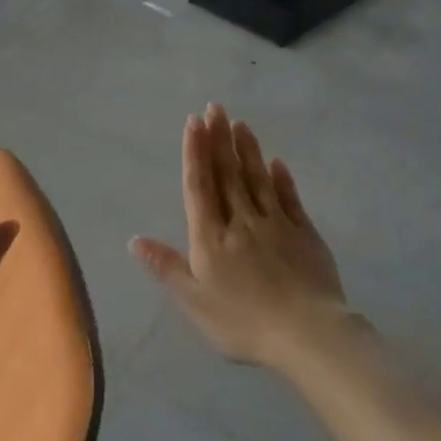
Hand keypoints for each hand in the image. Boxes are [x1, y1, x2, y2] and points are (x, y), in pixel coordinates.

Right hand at [131, 103, 349, 371]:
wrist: (306, 333)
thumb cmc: (242, 321)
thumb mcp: (194, 301)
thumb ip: (166, 267)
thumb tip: (135, 240)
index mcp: (211, 238)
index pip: (200, 186)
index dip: (195, 153)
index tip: (194, 122)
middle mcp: (241, 222)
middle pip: (228, 174)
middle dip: (219, 139)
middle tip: (215, 107)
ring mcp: (276, 224)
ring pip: (257, 180)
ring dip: (247, 150)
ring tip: (240, 124)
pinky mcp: (304, 234)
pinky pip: (289, 199)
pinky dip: (281, 179)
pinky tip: (276, 163)